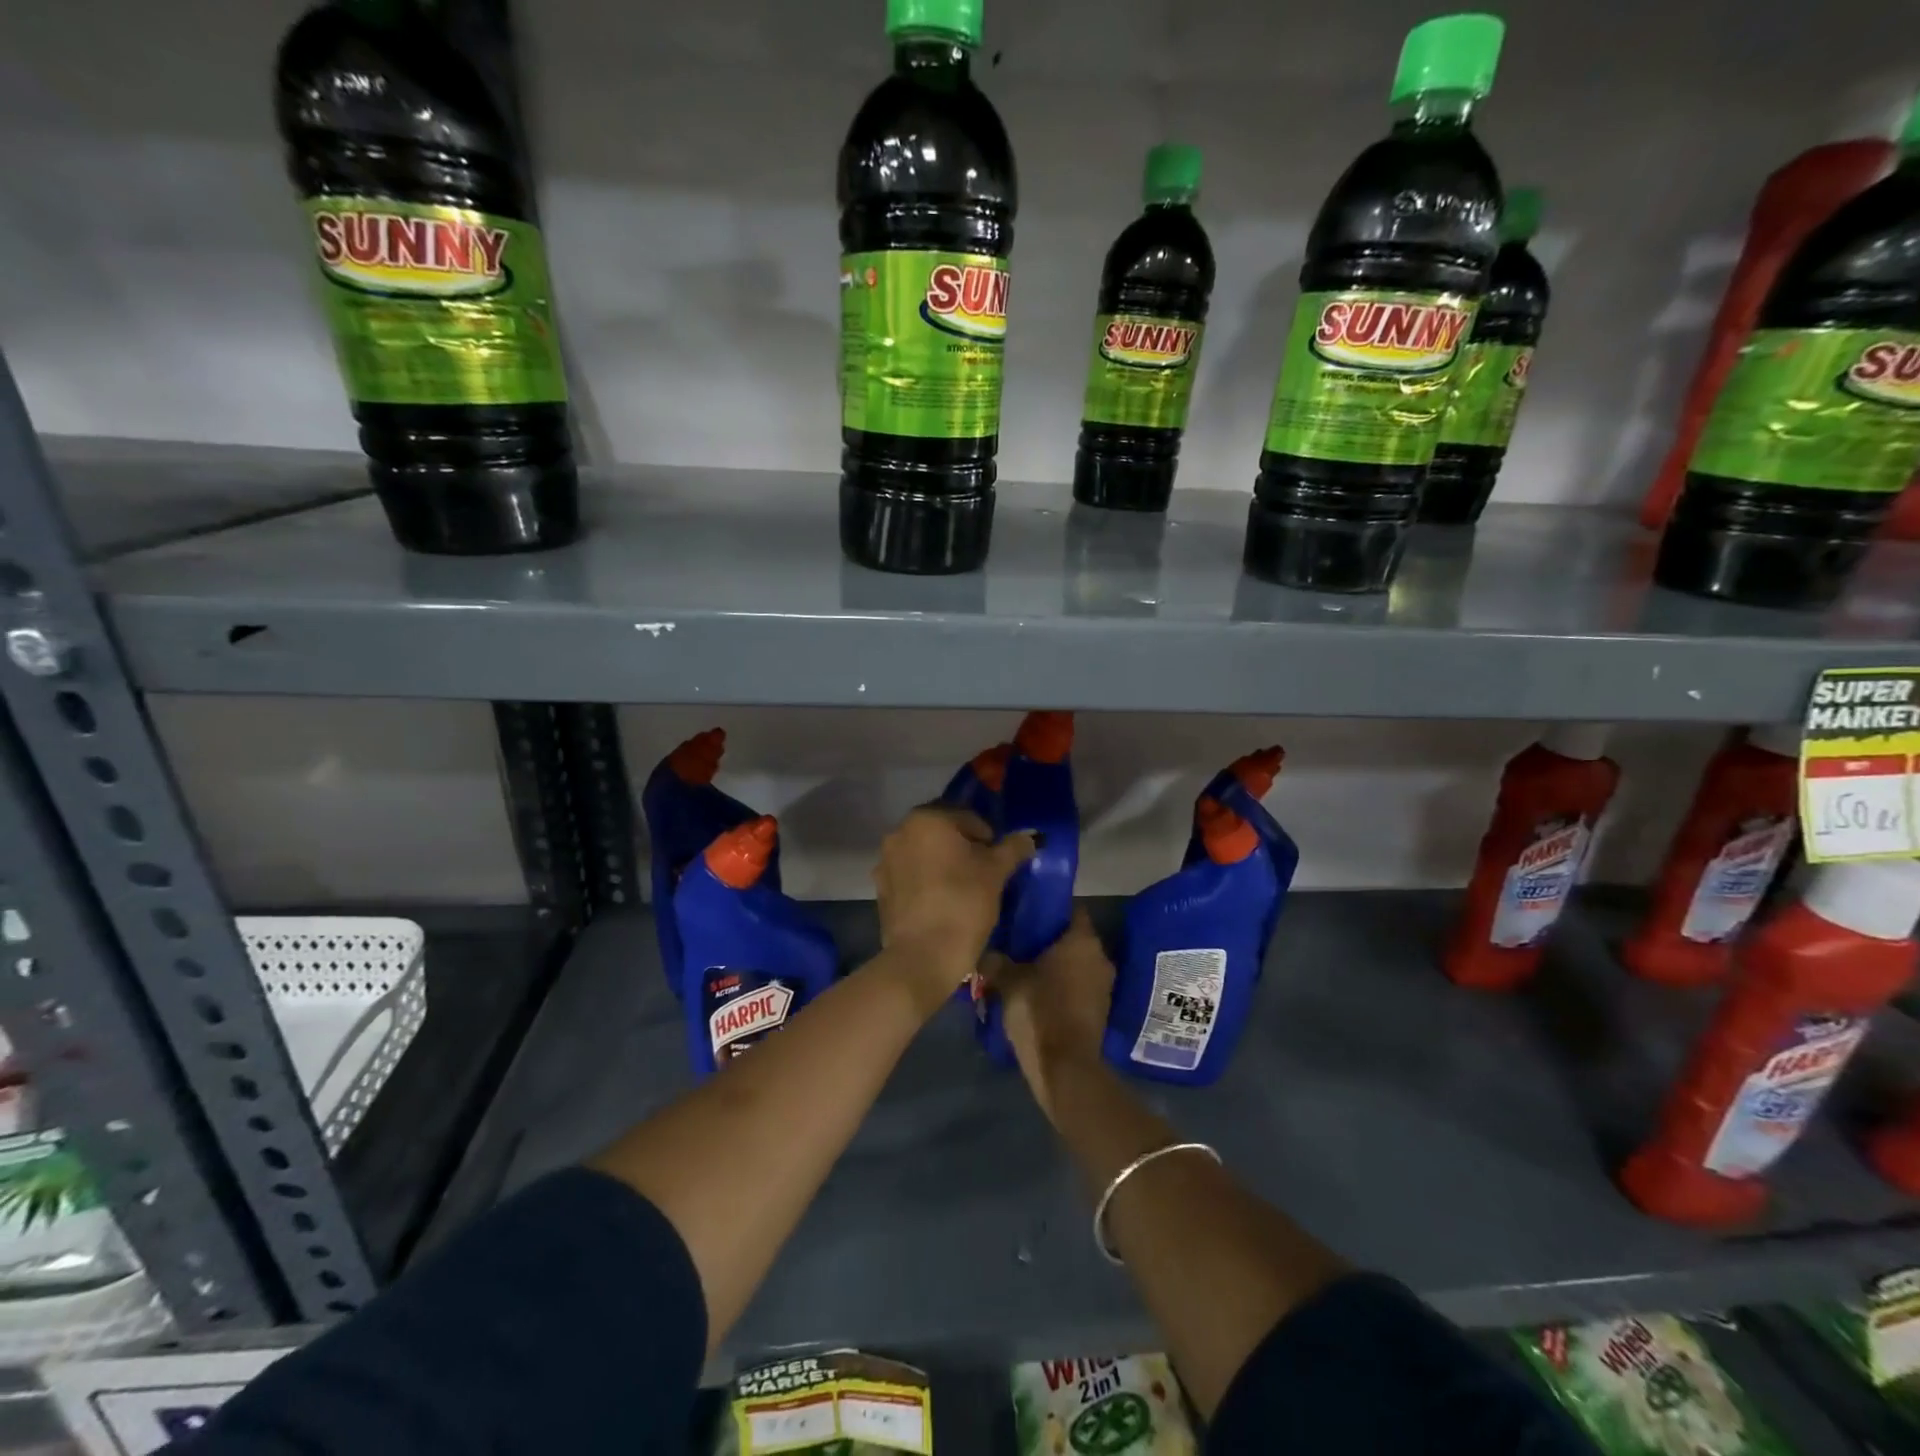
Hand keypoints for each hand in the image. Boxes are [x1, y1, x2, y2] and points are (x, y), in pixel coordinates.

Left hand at [872, 806, 1034, 1013]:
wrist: (922, 956)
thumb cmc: (963, 903)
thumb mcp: (996, 872)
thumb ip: (1013, 848)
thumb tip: (1030, 837)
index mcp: (927, 819)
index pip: (968, 817)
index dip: (989, 838)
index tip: (999, 863)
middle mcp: (900, 832)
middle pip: (943, 833)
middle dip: (964, 848)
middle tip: (984, 874)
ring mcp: (885, 860)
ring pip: (924, 853)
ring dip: (943, 863)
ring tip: (963, 889)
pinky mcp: (881, 888)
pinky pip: (910, 875)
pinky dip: (926, 881)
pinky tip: (941, 903)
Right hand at [984, 908, 1114, 1119]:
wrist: (1065, 1067)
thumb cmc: (1039, 1010)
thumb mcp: (1008, 981)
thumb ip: (997, 960)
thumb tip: (987, 952)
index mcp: (1082, 940)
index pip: (1071, 909)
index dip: (1050, 908)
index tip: (1027, 911)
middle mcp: (1100, 956)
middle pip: (1073, 937)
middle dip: (1050, 939)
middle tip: (1021, 940)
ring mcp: (1104, 984)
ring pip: (1077, 963)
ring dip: (1056, 964)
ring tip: (1026, 967)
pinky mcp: (1100, 1009)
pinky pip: (1079, 986)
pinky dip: (1062, 985)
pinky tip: (1038, 992)